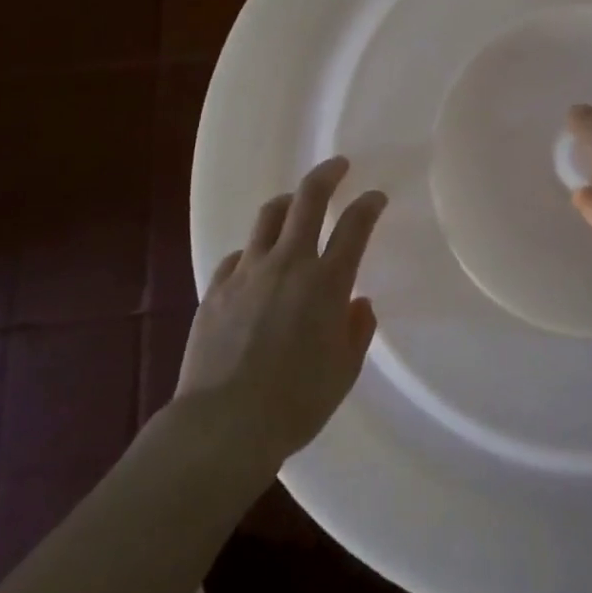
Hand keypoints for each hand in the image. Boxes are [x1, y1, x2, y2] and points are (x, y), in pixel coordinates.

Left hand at [176, 158, 386, 469]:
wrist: (222, 427)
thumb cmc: (295, 403)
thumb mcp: (344, 372)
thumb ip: (357, 331)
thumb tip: (357, 303)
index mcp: (327, 281)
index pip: (355, 225)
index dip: (369, 204)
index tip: (376, 197)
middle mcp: (289, 264)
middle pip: (308, 199)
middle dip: (327, 175)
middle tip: (338, 166)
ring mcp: (248, 273)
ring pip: (268, 217)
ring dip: (287, 203)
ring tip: (294, 204)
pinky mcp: (215, 290)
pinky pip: (237, 256)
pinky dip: (252, 252)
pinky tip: (255, 266)